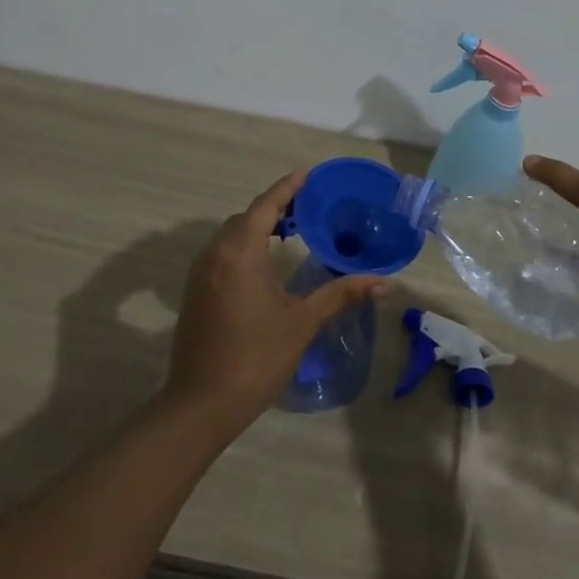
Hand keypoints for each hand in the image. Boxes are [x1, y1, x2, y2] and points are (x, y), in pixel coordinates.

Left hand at [160, 171, 386, 431]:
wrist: (201, 404)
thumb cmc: (255, 357)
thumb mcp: (302, 322)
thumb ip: (340, 295)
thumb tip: (383, 282)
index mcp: (240, 251)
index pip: (266, 206)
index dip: (287, 188)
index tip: (307, 174)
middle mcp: (216, 252)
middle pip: (247, 217)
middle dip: (275, 208)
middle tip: (308, 207)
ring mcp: (201, 272)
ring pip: (232, 235)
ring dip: (258, 227)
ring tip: (290, 231)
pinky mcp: (196, 291)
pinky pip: (222, 253)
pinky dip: (244, 245)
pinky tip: (264, 264)